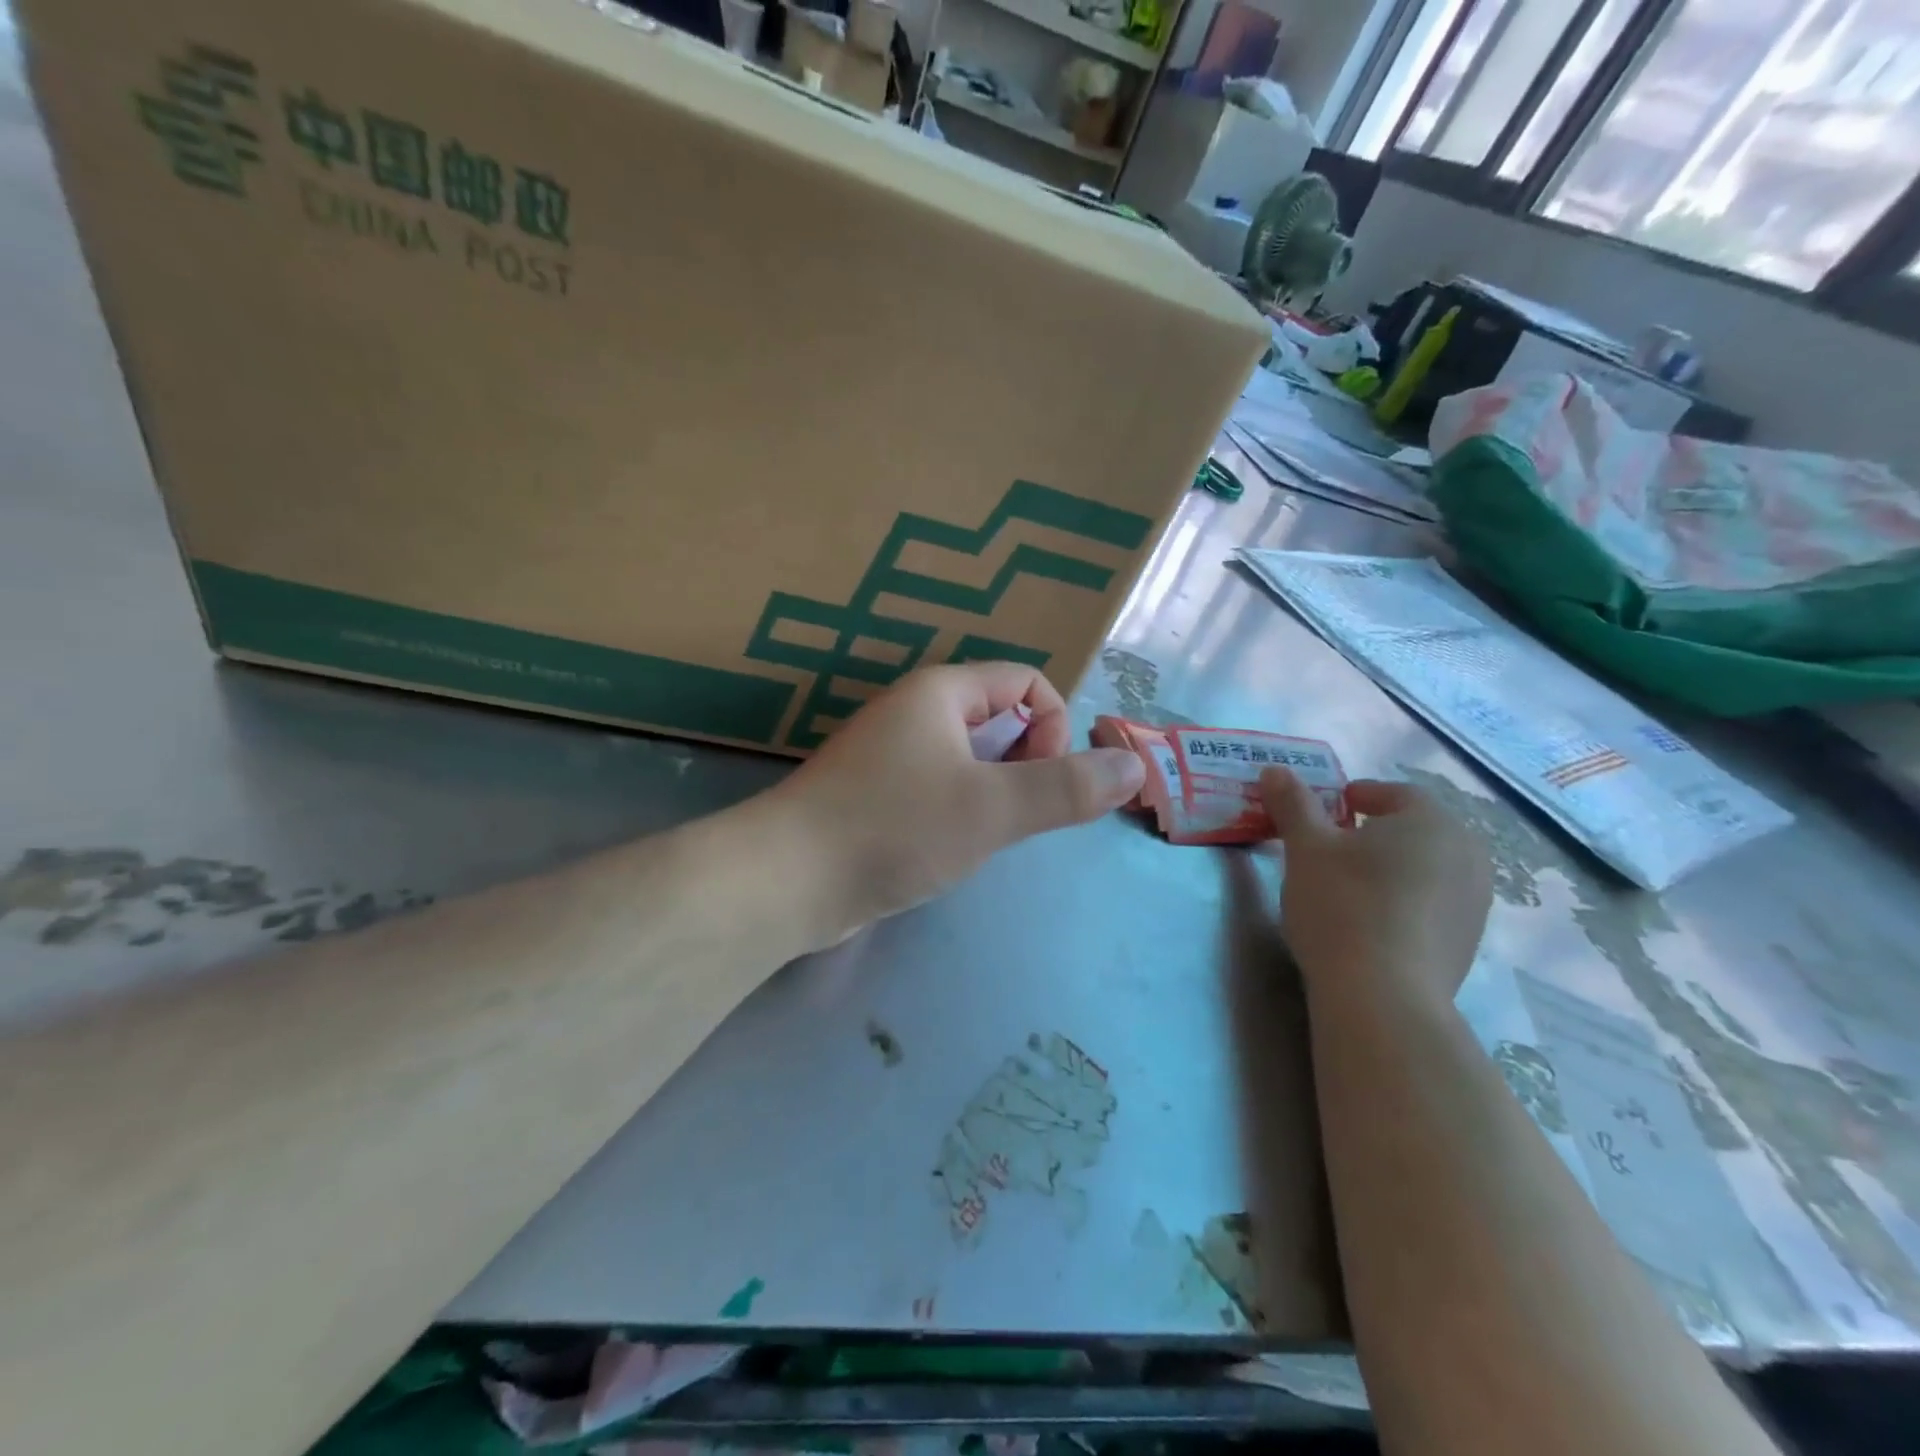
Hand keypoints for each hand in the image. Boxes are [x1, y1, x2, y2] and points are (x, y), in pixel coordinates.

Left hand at [763, 663, 1145, 949]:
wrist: (786, 880)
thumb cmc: (893, 829)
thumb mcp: (992, 809)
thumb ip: (1065, 789)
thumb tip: (1133, 766)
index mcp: (940, 692)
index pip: (1024, 681)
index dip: (1053, 725)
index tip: (1045, 780)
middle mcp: (913, 711)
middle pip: (998, 717)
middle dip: (1026, 762)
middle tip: (1016, 815)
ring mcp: (888, 753)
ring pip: (968, 757)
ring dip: (994, 791)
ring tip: (985, 835)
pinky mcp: (873, 794)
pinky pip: (937, 786)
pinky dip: (959, 810)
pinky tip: (947, 848)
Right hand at [1259, 769, 1492, 1004]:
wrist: (1382, 996)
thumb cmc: (1342, 904)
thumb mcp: (1305, 846)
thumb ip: (1293, 803)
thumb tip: (1275, 769)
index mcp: (1431, 819)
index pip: (1392, 793)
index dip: (1355, 797)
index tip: (1325, 812)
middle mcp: (1466, 852)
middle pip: (1414, 829)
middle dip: (1375, 832)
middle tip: (1333, 847)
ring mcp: (1475, 900)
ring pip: (1426, 866)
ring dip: (1392, 866)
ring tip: (1350, 884)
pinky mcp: (1469, 940)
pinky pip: (1433, 902)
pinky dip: (1405, 899)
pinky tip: (1372, 920)